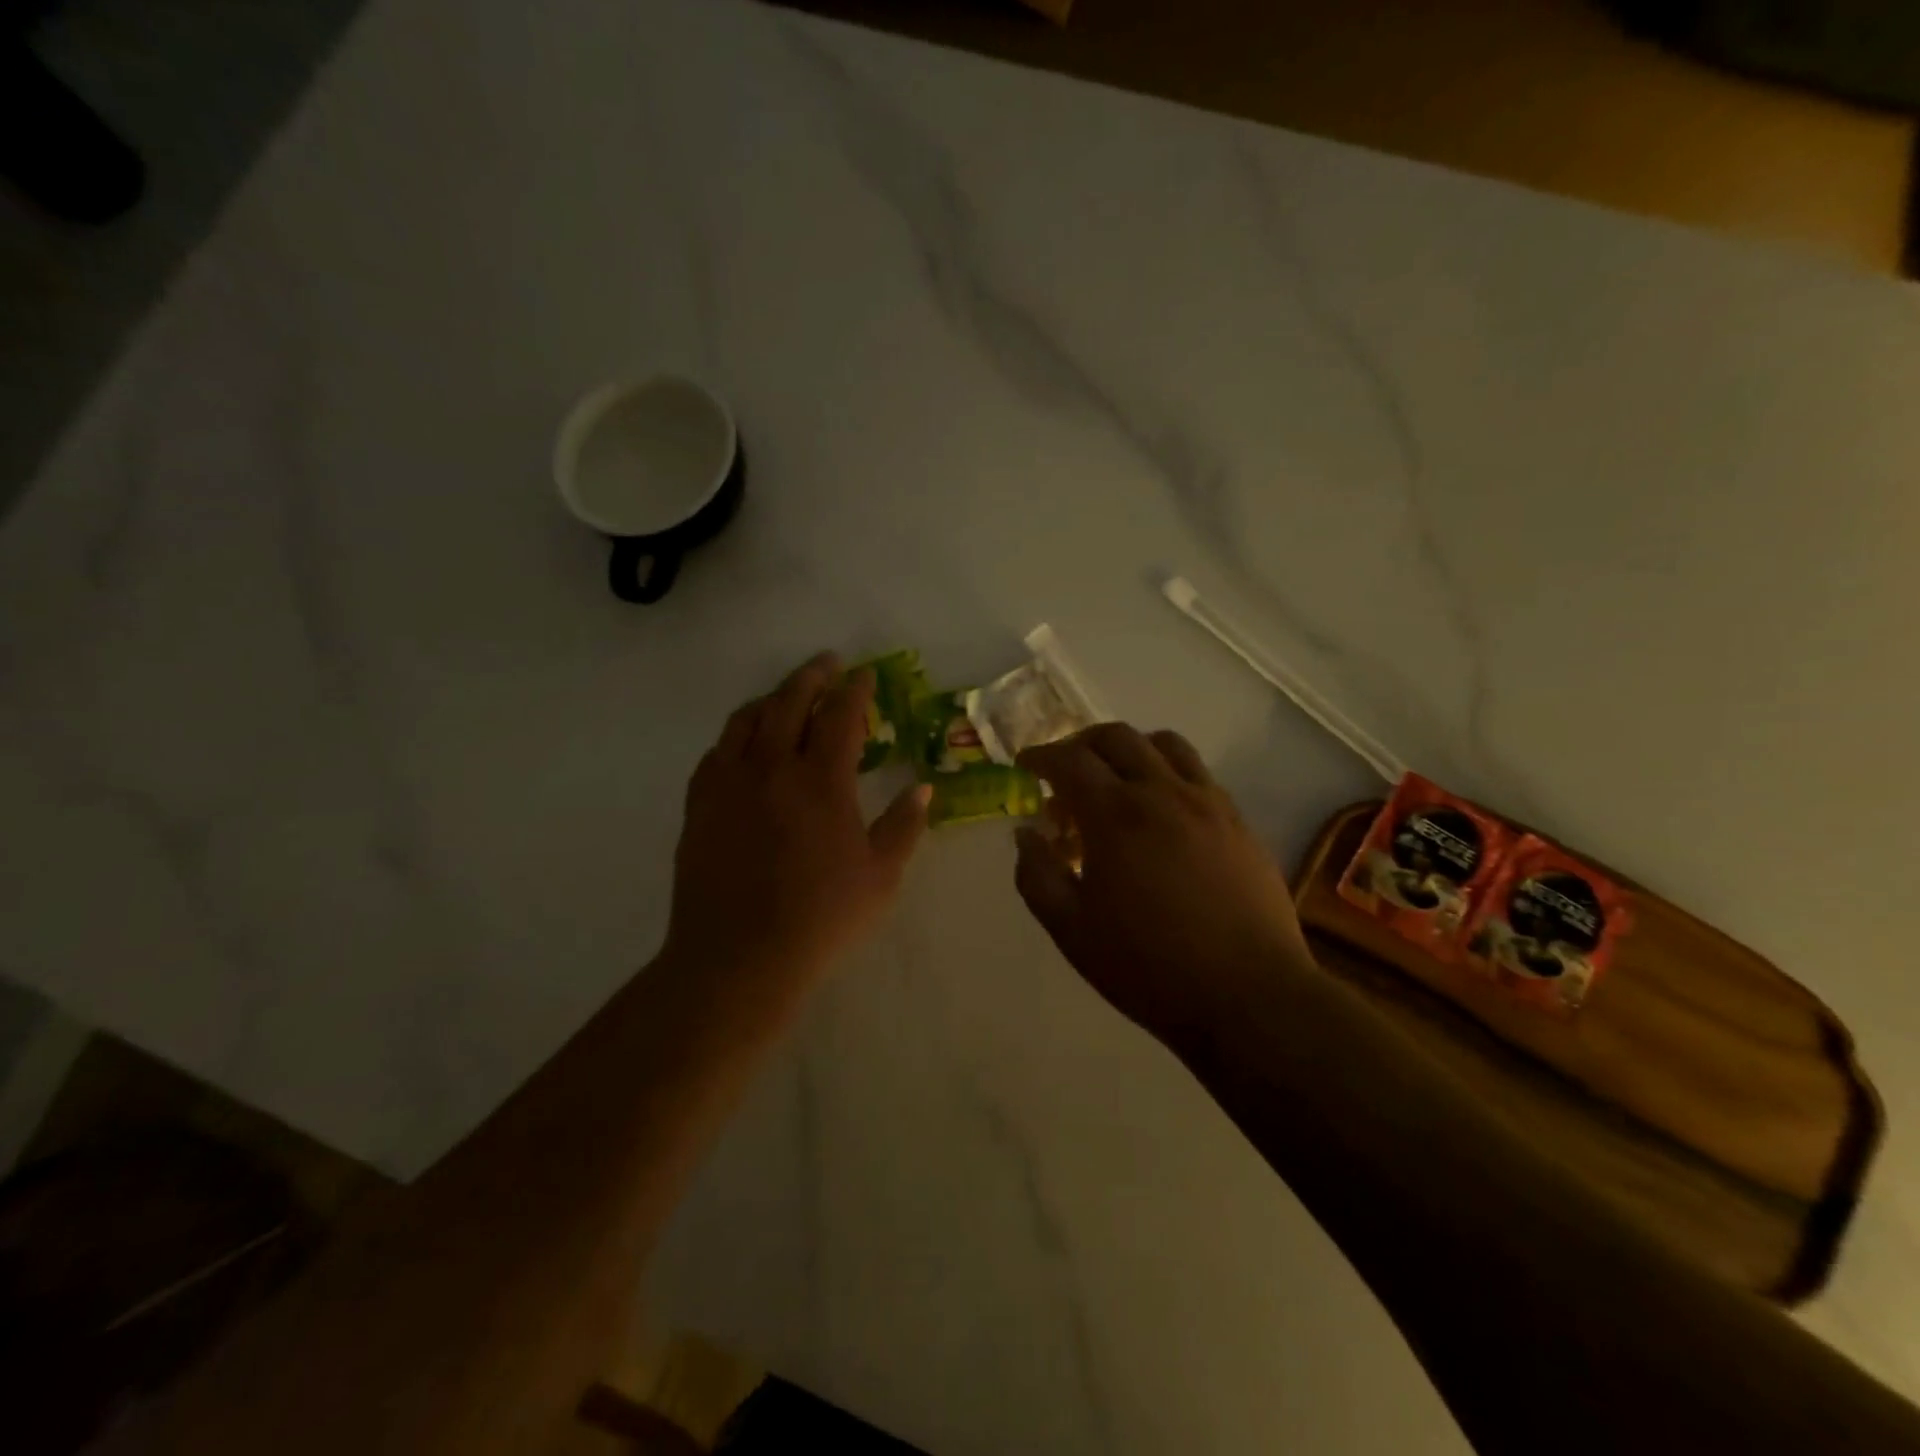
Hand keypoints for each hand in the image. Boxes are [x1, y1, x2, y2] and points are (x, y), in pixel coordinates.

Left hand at [664, 653, 929, 989]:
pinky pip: (716, 751)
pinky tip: (744, 742)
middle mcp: (772, 767)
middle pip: (790, 701)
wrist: (738, 956)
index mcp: (822, 781)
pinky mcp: (700, 804)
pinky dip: (736, 734)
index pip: (841, 715)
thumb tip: (923, 788)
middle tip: (827, 664)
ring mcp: (729, 783)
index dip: (856, 690)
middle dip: (812, 676)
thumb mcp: (881, 876)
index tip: (865, 675)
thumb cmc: (821, 918)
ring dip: (771, 697)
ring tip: (786, 693)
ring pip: (747, 719)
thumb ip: (905, 825)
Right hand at [1015, 725, 1314, 1056]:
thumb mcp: (1071, 930)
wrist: (1248, 996)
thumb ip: (1037, 875)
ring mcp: (1208, 803)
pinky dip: (1167, 773)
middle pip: (1116, 737)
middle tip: (1065, 771)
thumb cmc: (1148, 967)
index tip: (1025, 766)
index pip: (1069, 760)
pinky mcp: (1238, 821)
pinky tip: (1162, 812)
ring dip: (1130, 750)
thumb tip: (1026, 835)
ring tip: (1116, 781)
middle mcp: (1163, 792)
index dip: (1040, 756)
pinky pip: (1198, 774)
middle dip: (1081, 744)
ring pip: (1165, 745)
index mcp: (1115, 814)